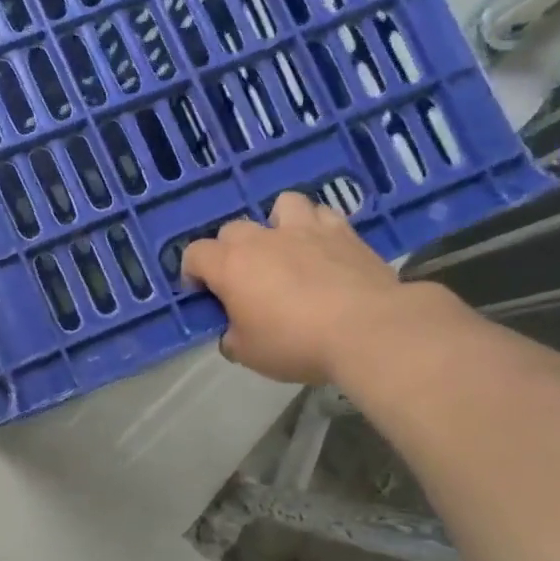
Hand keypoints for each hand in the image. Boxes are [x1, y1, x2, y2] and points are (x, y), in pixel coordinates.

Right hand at [180, 191, 410, 385]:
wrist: (367, 329)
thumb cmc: (295, 343)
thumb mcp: (248, 354)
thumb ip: (232, 337)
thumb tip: (233, 332)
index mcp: (231, 266)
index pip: (194, 254)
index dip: (193, 273)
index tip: (203, 294)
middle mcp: (262, 239)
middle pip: (233, 229)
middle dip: (231, 251)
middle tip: (245, 280)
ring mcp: (305, 229)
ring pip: (281, 205)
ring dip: (277, 224)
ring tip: (285, 250)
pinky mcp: (343, 232)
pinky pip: (322, 215)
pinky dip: (317, 227)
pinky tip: (322, 249)